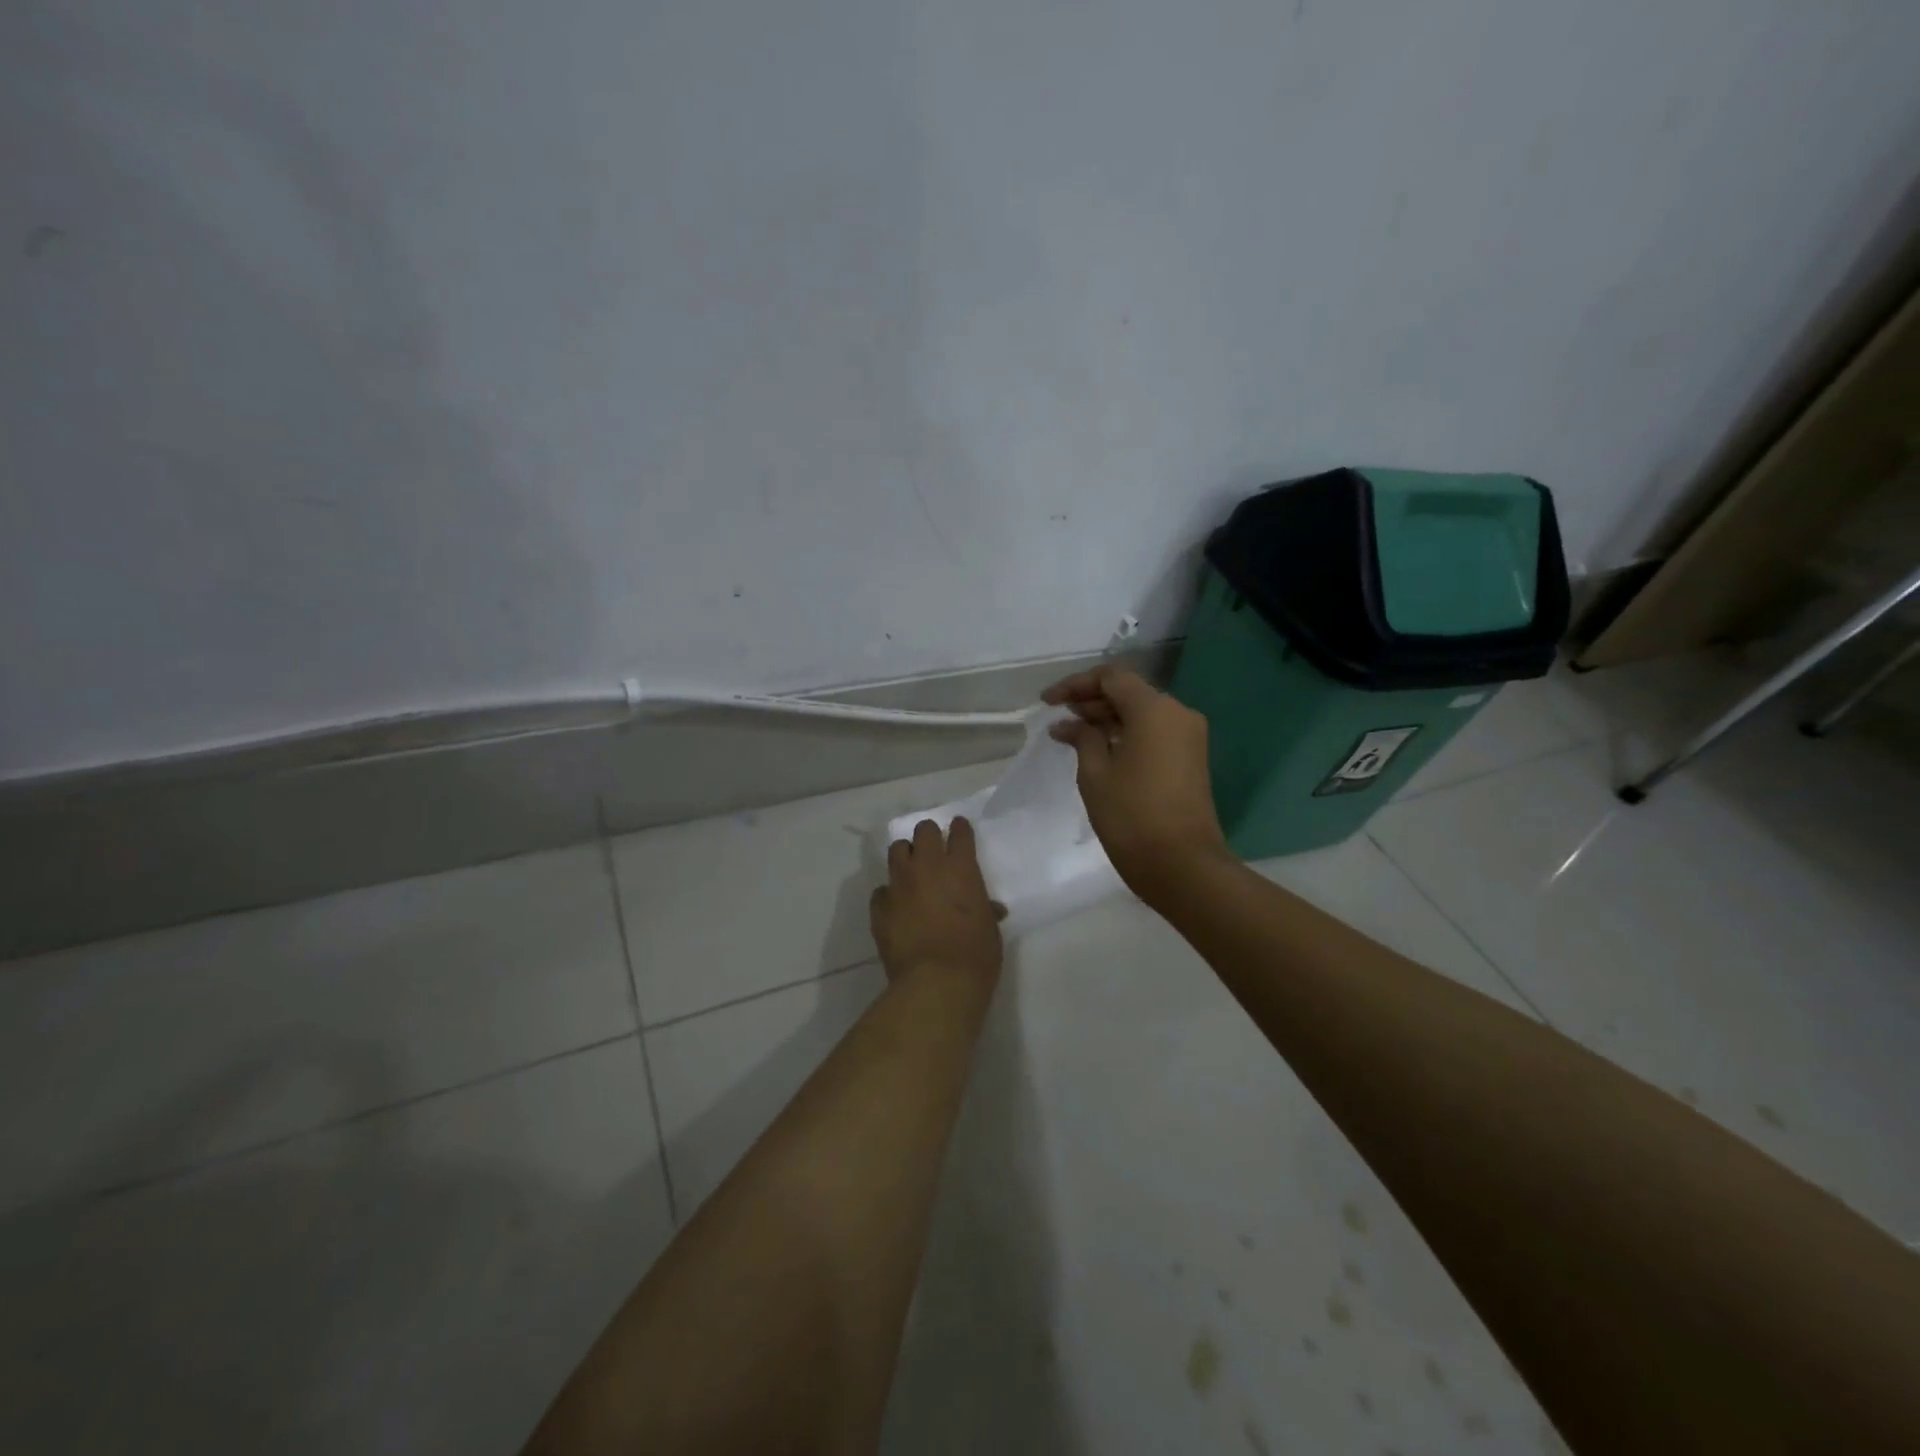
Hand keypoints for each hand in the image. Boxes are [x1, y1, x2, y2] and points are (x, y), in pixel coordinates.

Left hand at [871, 817, 1003, 986]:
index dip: (959, 829)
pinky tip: (896, 907)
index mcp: (961, 868)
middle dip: (928, 837)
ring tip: (911, 871)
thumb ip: (985, 910)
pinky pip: (881, 890)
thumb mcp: (990, 929)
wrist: (936, 982)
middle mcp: (928, 867)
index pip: (959, 833)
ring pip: (897, 850)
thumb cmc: (975, 955)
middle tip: (933, 850)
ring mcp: (900, 884)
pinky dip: (889, 894)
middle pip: (924, 832)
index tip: (958, 829)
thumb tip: (991, 909)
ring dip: (906, 856)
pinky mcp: (880, 906)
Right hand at [1043, 665, 1230, 902]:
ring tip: (1072, 735)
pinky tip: (1098, 749)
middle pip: (1129, 693)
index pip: (1111, 677)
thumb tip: (1069, 724)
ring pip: (1142, 713)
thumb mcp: (1095, 773)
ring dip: (1107, 719)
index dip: (1076, 684)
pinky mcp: (1190, 758)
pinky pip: (1154, 733)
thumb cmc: (1131, 815)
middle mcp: (1177, 713)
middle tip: (1059, 718)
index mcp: (1154, 709)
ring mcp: (1188, 737)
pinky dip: (1126, 735)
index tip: (1048, 702)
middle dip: (1091, 701)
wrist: (1182, 864)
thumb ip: (1082, 737)